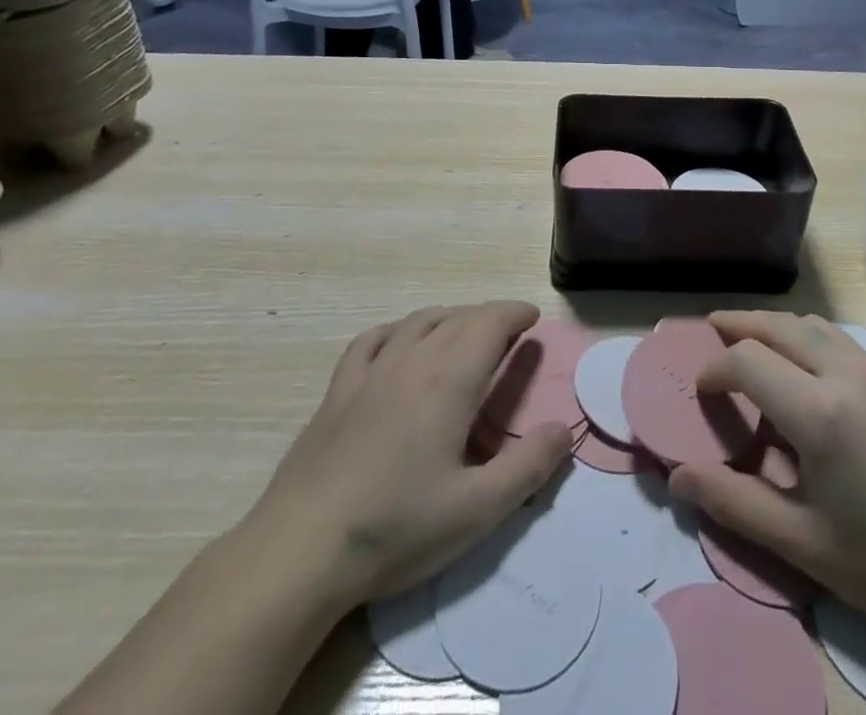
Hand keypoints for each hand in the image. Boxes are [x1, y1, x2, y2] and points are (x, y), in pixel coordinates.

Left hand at [240, 302, 573, 611]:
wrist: (301, 551)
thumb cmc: (395, 528)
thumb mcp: (477, 510)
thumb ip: (528, 467)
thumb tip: (564, 429)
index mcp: (449, 381)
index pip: (489, 324)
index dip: (514, 314)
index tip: (531, 318)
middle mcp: (412, 360)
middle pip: (458, 318)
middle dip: (488, 316)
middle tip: (508, 331)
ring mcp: (370, 372)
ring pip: (418, 322)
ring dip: (448, 318)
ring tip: (463, 331)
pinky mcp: (338, 392)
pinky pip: (371, 340)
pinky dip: (396, 330)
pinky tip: (398, 342)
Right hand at [669, 311, 865, 649]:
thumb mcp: (799, 542)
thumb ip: (733, 502)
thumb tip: (676, 477)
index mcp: (821, 412)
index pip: (749, 360)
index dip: (716, 368)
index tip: (702, 389)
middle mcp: (850, 375)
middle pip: (782, 325)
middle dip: (742, 325)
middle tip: (713, 329)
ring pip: (816, 326)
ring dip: (779, 327)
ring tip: (756, 344)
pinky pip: (846, 343)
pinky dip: (813, 340)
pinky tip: (809, 373)